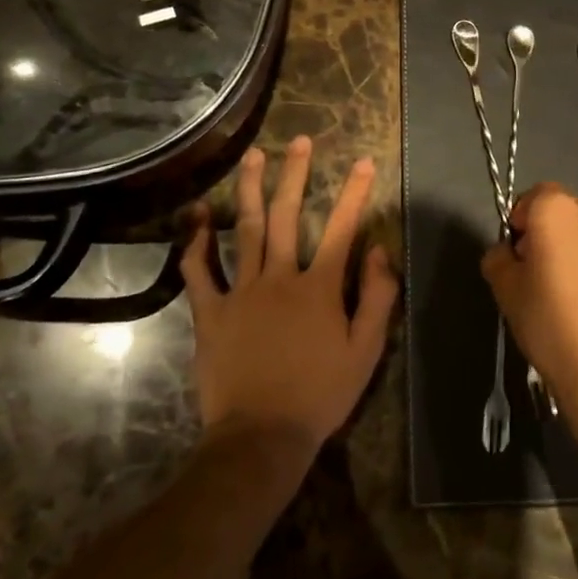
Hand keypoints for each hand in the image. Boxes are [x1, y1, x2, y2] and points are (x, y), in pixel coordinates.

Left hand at [181, 137, 398, 459]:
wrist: (261, 437)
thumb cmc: (320, 395)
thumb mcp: (366, 351)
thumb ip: (378, 297)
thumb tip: (380, 249)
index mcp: (319, 287)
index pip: (341, 229)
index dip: (354, 193)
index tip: (363, 161)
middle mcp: (280, 277)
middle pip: (287, 215)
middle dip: (295, 174)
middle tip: (298, 141)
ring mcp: (241, 292)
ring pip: (245, 230)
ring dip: (250, 190)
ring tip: (254, 157)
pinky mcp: (211, 312)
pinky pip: (200, 271)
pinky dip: (196, 243)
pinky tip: (198, 216)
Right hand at [483, 183, 577, 430]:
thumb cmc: (549, 320)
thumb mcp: (505, 289)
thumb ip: (498, 258)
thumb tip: (508, 253)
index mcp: (557, 209)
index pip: (532, 197)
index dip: (520, 223)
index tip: (516, 256)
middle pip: (561, 212)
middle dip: (546, 233)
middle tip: (535, 272)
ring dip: (572, 249)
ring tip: (564, 291)